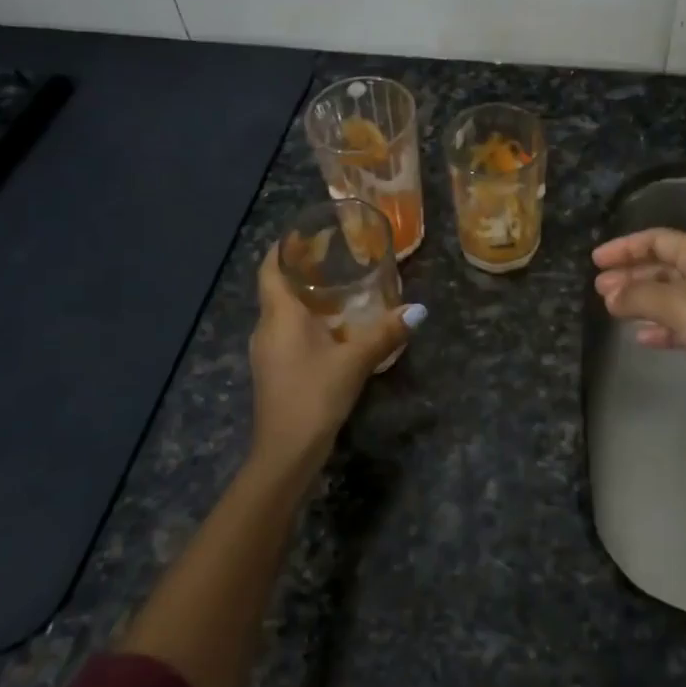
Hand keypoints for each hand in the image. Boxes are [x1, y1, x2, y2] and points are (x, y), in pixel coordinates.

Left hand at [248, 245, 415, 477]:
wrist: (285, 453)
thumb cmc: (313, 395)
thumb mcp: (355, 361)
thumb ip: (385, 333)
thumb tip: (419, 310)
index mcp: (279, 315)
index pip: (270, 268)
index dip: (283, 248)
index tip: (306, 233)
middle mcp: (266, 328)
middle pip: (277, 288)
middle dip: (301, 271)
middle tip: (334, 257)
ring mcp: (266, 352)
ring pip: (282, 313)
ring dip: (305, 299)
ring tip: (339, 290)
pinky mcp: (273, 371)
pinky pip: (286, 334)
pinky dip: (306, 322)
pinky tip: (333, 330)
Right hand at [592, 228, 685, 443]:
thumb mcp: (679, 304)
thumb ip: (638, 296)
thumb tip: (609, 296)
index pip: (658, 240)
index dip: (626, 247)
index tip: (596, 261)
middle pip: (664, 267)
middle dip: (631, 275)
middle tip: (599, 289)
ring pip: (671, 296)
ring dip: (642, 301)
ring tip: (613, 311)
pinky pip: (684, 325)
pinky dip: (662, 327)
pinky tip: (643, 338)